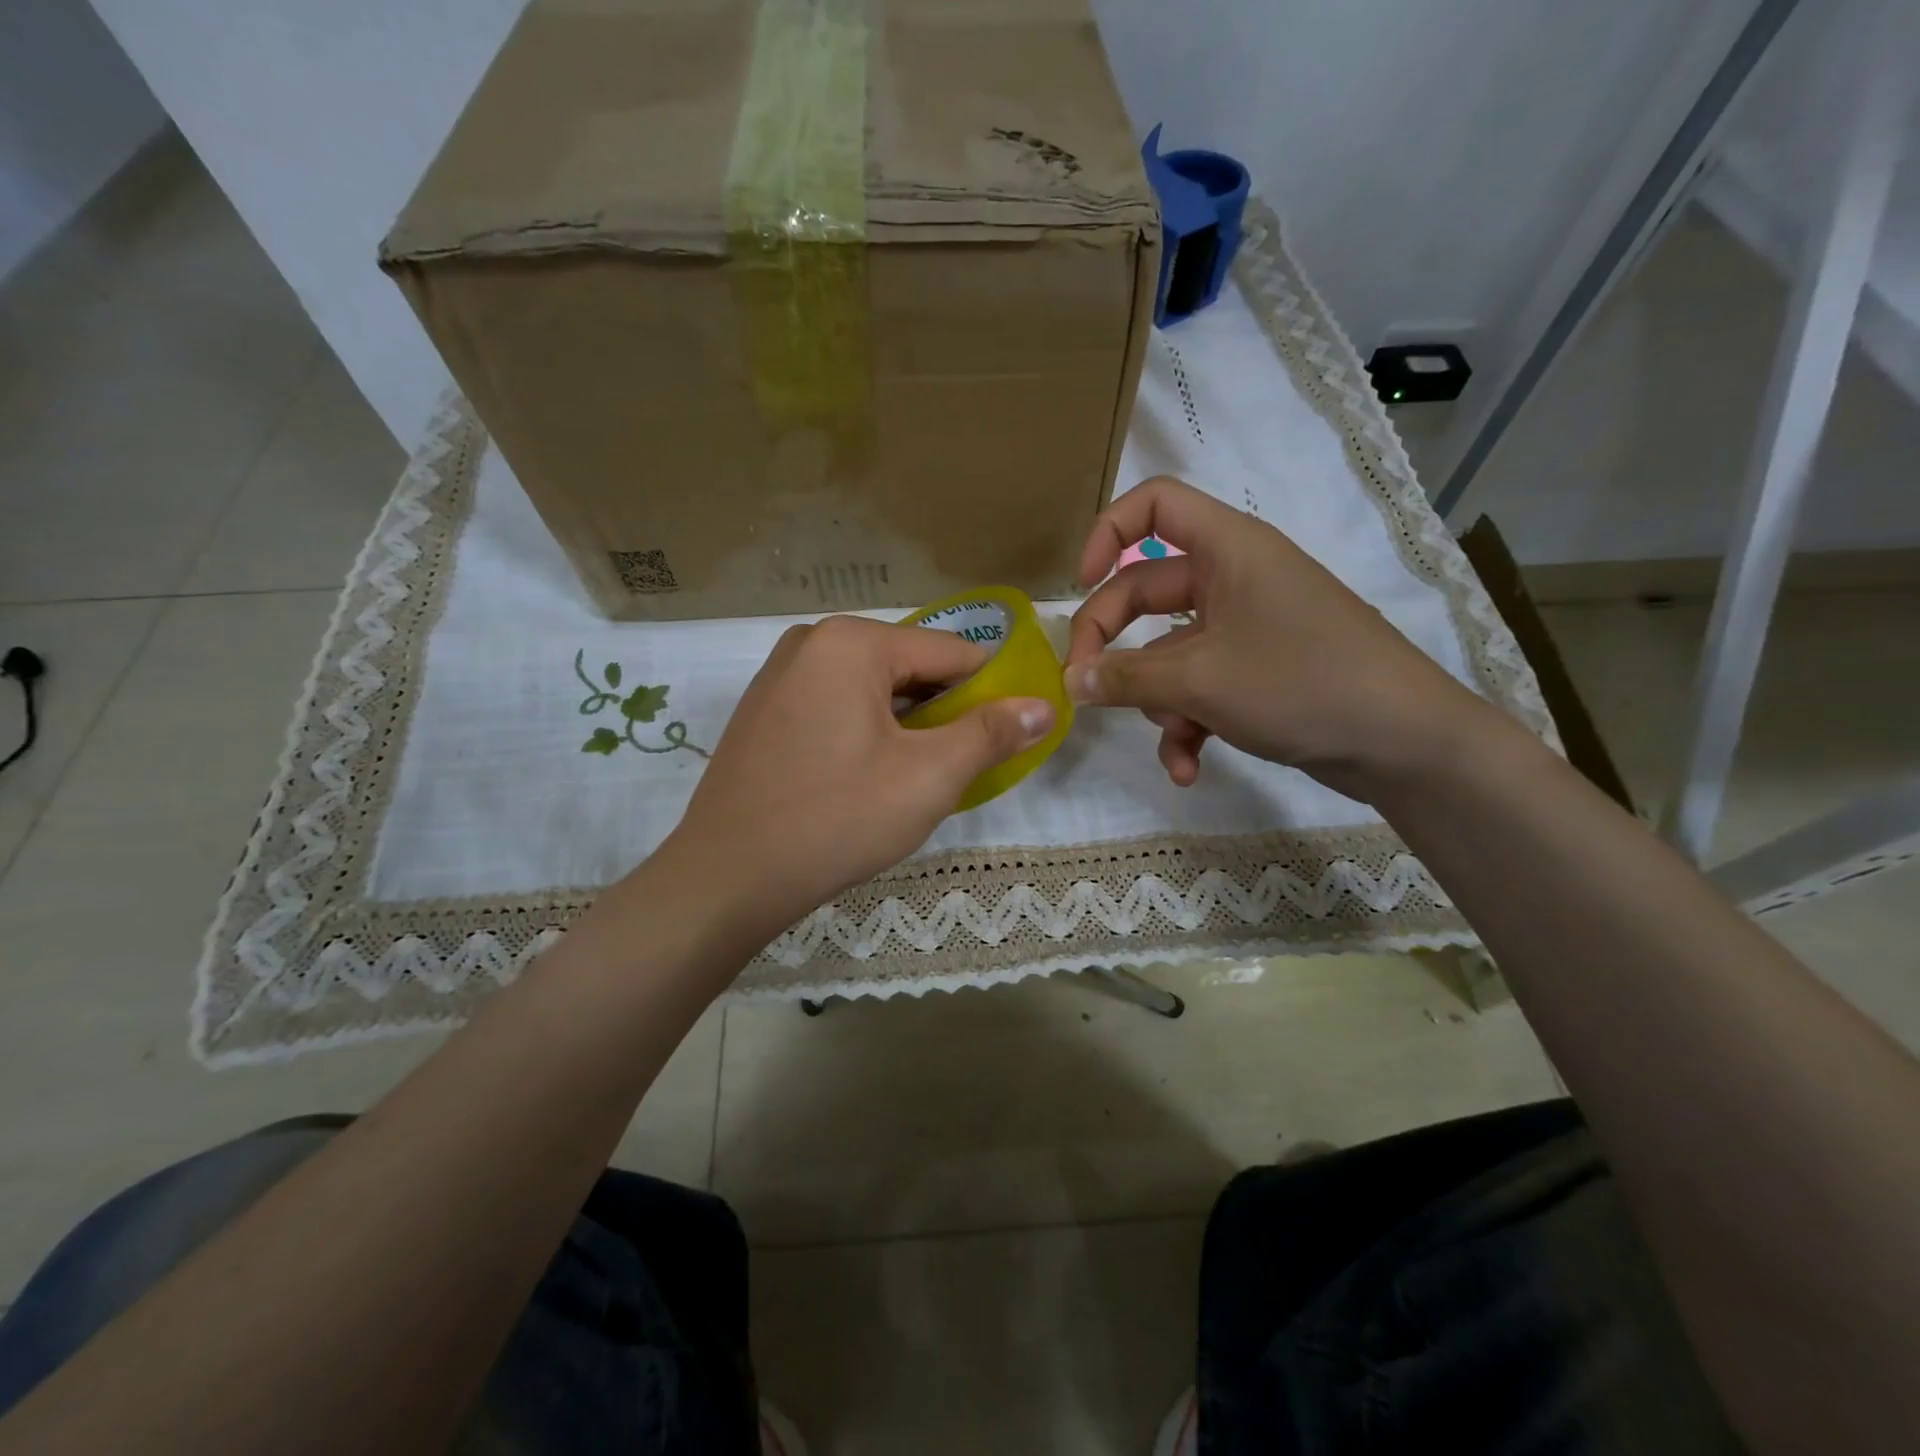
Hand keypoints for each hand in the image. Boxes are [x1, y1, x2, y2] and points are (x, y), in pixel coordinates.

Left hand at [658, 616, 1054, 939]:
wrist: (726, 878)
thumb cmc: (835, 820)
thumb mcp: (928, 778)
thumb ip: (991, 734)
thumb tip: (1043, 707)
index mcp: (852, 642)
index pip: (952, 652)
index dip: (991, 693)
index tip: (1007, 737)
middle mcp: (812, 642)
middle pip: (910, 668)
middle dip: (944, 714)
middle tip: (958, 769)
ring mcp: (780, 675)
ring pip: (873, 690)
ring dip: (907, 727)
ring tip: (914, 779)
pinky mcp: (765, 709)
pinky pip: (837, 706)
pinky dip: (867, 733)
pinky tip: (866, 779)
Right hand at [1064, 476, 1487, 797]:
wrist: (1404, 742)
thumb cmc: (1301, 682)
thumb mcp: (1200, 681)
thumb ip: (1125, 678)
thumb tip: (1070, 681)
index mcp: (1227, 549)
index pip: (1154, 504)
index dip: (1107, 533)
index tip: (1080, 586)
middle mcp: (1234, 579)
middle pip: (1144, 592)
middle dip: (1112, 647)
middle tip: (1084, 689)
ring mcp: (1245, 628)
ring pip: (1169, 653)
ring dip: (1157, 703)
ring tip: (1175, 743)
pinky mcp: (1257, 672)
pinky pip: (1200, 686)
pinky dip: (1188, 723)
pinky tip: (1189, 767)